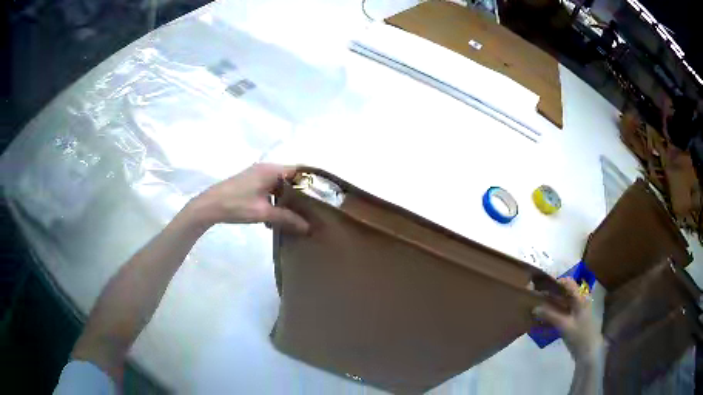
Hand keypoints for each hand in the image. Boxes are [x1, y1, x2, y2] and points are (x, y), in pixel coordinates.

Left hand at [189, 163, 308, 232]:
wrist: (209, 206)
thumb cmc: (237, 205)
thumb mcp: (263, 213)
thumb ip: (287, 218)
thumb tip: (308, 227)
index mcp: (271, 170)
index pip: (299, 170)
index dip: (311, 180)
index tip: (322, 195)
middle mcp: (265, 168)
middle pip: (289, 178)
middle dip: (299, 193)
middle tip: (311, 209)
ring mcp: (256, 175)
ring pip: (278, 185)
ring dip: (285, 199)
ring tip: (295, 216)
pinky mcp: (249, 183)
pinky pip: (268, 189)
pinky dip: (274, 201)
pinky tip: (274, 218)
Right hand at [534, 278, 602, 362]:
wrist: (587, 349)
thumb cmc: (579, 334)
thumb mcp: (564, 324)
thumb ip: (550, 315)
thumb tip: (534, 308)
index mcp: (579, 297)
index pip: (568, 282)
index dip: (555, 281)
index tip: (541, 284)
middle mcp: (578, 300)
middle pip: (564, 291)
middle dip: (551, 291)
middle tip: (536, 294)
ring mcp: (576, 310)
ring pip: (562, 300)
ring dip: (551, 301)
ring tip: (537, 304)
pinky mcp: (573, 318)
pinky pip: (561, 310)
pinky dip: (553, 311)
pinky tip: (543, 316)